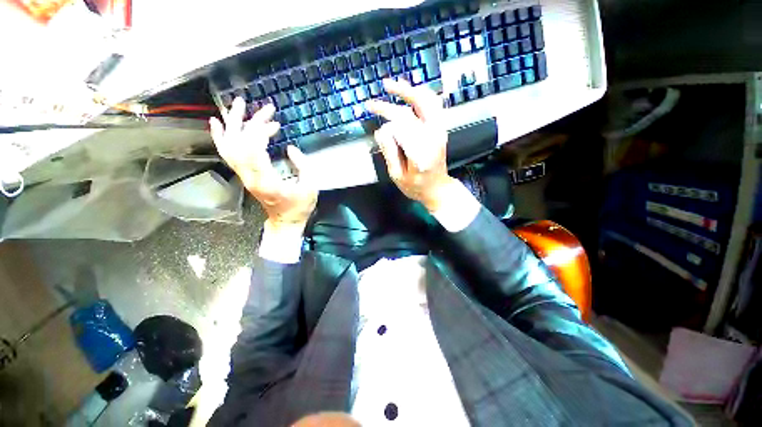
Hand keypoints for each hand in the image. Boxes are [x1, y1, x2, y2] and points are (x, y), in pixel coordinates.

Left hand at [210, 97, 317, 230]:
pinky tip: (218, 123)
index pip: (254, 150)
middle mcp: (249, 177)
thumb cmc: (299, 206)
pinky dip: (221, 137)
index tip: (274, 123)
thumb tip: (290, 148)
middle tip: (264, 108)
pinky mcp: (244, 175)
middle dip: (251, 123)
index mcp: (267, 181)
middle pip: (241, 144)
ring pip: (230, 146)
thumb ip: (303, 166)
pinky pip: (228, 154)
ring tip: (238, 105)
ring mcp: (244, 176)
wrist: (285, 221)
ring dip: (233, 124)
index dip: (260, 132)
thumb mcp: (310, 188)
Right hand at [366, 79, 458, 212]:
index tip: (372, 114)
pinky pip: (434, 105)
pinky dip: (422, 95)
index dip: (386, 117)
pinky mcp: (441, 129)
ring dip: (410, 90)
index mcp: (421, 153)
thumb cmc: (416, 187)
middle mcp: (433, 138)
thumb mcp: (397, 176)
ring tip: (393, 85)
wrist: (437, 189)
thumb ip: (389, 153)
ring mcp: (440, 131)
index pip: (402, 125)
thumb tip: (381, 130)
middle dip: (395, 98)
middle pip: (416, 107)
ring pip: (429, 101)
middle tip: (378, 93)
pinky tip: (410, 92)